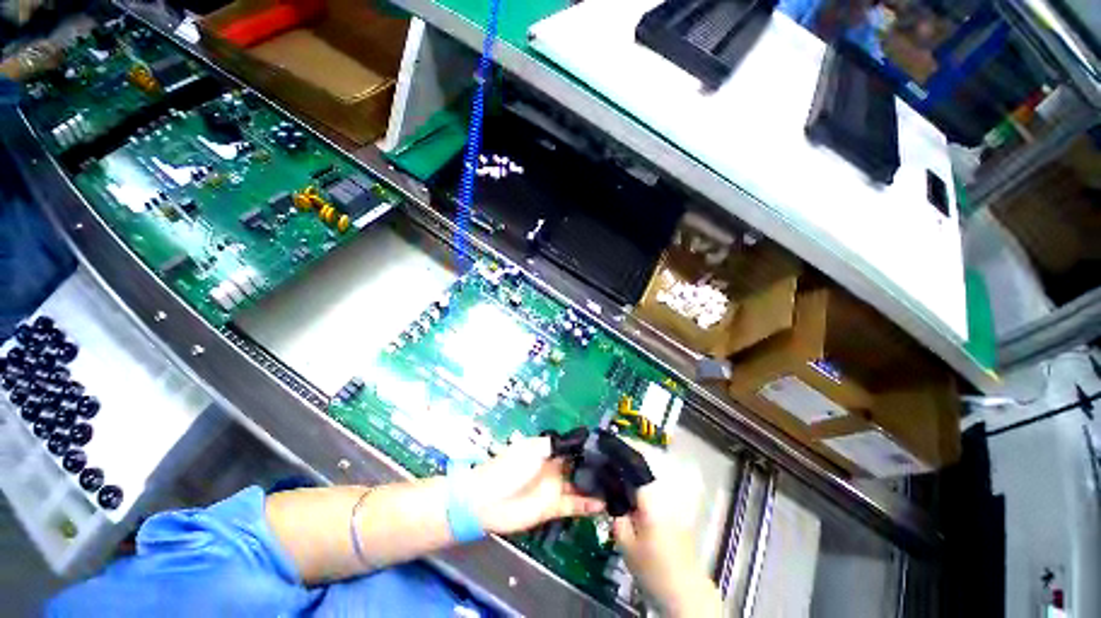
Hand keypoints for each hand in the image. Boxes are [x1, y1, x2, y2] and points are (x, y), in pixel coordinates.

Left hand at [469, 437, 604, 534]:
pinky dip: (589, 504)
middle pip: (580, 466)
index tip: (608, 447)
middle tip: (619, 468)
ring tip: (616, 485)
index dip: (588, 446)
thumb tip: (579, 437)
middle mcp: (555, 467)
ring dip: (595, 486)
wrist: (488, 500)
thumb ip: (556, 444)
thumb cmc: (509, 468)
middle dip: (596, 466)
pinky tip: (604, 503)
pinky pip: (575, 505)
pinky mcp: (554, 507)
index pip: (573, 447)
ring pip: (580, 485)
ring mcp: (555, 488)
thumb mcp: (532, 449)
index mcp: (548, 450)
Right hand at [611, 443, 721, 616]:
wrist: (685, 591)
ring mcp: (676, 496)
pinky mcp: (680, 504)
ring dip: (640, 459)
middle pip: (649, 459)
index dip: (623, 447)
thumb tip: (608, 489)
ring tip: (621, 460)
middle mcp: (667, 491)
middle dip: (630, 449)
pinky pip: (662, 478)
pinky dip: (648, 472)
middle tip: (612, 450)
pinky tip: (636, 479)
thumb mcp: (626, 543)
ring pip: (657, 467)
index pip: (638, 461)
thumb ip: (616, 512)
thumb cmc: (653, 569)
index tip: (608, 441)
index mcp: (653, 497)